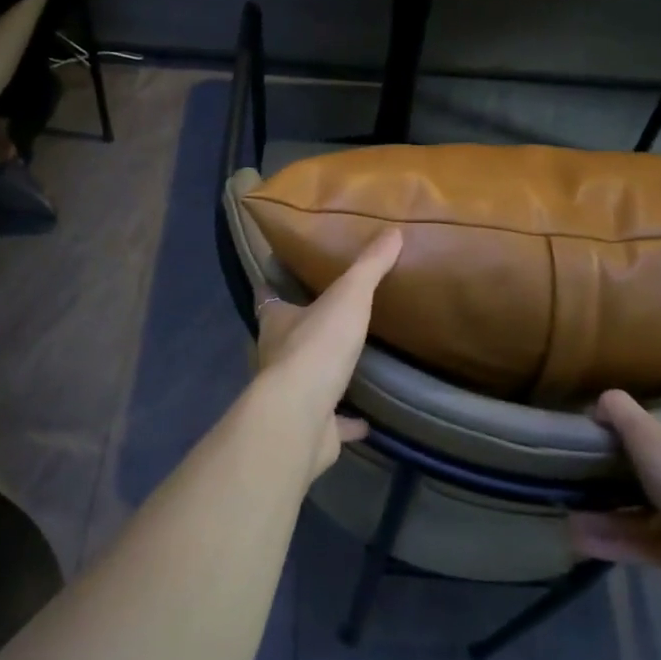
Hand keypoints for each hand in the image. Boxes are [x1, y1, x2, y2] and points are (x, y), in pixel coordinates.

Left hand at [251, 230, 401, 480]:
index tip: (279, 277)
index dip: (272, 286)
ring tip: (346, 363)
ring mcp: (291, 396)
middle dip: (300, 330)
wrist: (301, 416)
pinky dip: (347, 422)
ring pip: (305, 380)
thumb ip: (369, 266)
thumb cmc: (317, 347)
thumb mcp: (348, 296)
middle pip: (284, 338)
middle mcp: (276, 357)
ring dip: (322, 374)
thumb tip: (393, 230)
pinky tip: (365, 421)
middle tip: (325, 318)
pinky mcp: (311, 428)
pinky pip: (332, 422)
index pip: (267, 298)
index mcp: (276, 322)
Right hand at [568, 390, 660, 614]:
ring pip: (648, 513)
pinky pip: (639, 543)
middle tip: (601, 468)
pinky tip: (577, 536)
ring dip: (611, 513)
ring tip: (572, 509)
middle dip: (643, 474)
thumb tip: (600, 402)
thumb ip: (621, 414)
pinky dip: (610, 539)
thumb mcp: (649, 435)